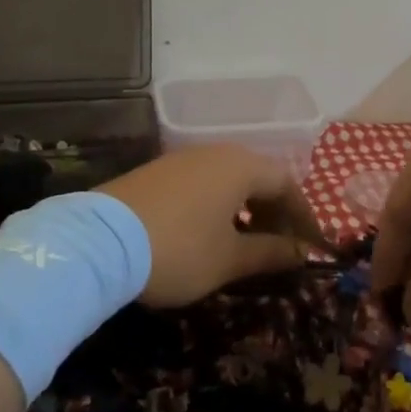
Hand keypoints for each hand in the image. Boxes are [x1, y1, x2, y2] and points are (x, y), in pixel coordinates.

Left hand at [100, 145, 324, 306]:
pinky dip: (217, 206)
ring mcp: (182, 159)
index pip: (287, 184)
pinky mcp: (157, 172)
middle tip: (281, 248)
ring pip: (229, 179)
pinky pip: (202, 183)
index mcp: (240, 166)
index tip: (311, 247)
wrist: (99, 242)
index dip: (304, 216)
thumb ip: (270, 253)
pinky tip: (208, 233)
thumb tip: (301, 252)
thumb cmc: (179, 249)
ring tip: (246, 243)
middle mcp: (214, 153)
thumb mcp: (229, 259)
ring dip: (246, 209)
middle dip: (275, 212)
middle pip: (258, 177)